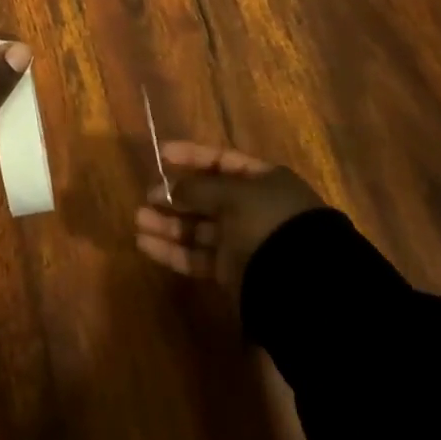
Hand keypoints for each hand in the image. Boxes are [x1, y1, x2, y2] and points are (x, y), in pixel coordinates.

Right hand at [135, 141, 324, 289]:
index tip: (161, 154)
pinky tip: (146, 244)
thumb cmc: (268, 222)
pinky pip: (197, 257)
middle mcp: (253, 209)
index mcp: (263, 180)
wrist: (302, 285)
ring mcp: (242, 242)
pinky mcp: (232, 274)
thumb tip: (171, 189)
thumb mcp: (233, 195)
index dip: (191, 156)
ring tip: (138, 221)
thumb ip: (198, 188)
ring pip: (198, 229)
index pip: (222, 161)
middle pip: (207, 197)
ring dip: (168, 225)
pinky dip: (172, 251)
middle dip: (175, 196)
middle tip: (147, 196)